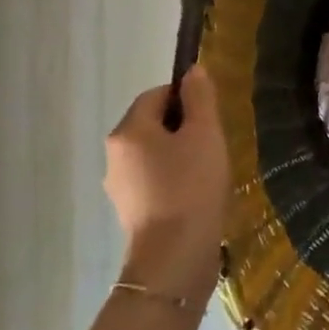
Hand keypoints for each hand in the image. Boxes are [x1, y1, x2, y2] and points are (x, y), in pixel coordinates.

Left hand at [104, 66, 228, 301]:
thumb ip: (200, 98)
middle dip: (184, 128)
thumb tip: (193, 71)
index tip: (211, 117)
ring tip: (208, 172)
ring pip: (153, 154)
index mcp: (128, 131)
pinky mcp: (130, 212)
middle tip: (213, 144)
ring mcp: (119, 186)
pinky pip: (153, 181)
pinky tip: (196, 195)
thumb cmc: (191, 187)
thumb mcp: (205, 134)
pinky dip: (173, 180)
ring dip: (179, 155)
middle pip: (152, 124)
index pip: (157, 95)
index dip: (187, 98)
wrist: (174, 259)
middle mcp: (115, 155)